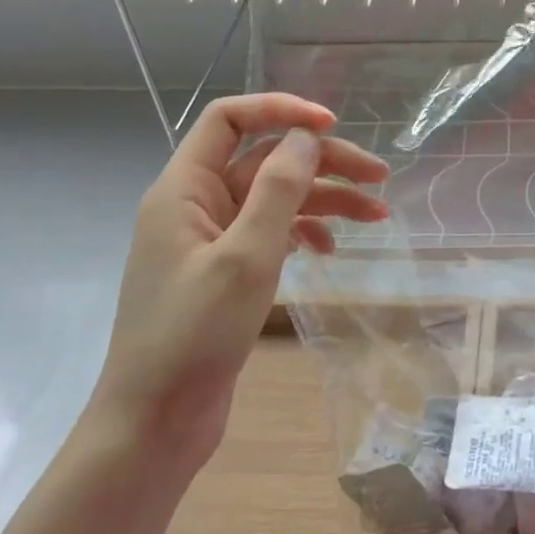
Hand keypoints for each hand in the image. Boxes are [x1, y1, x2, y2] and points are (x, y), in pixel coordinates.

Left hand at [87, 94, 388, 468]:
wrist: (155, 422)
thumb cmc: (194, 335)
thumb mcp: (246, 256)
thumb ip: (278, 189)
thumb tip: (306, 136)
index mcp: (184, 189)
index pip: (229, 120)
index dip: (280, 111)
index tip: (331, 126)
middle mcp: (195, 204)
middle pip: (265, 159)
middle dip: (323, 162)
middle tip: (379, 178)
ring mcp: (210, 239)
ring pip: (275, 198)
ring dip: (325, 199)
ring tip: (377, 215)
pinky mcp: (225, 271)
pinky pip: (271, 232)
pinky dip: (305, 231)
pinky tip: (331, 248)